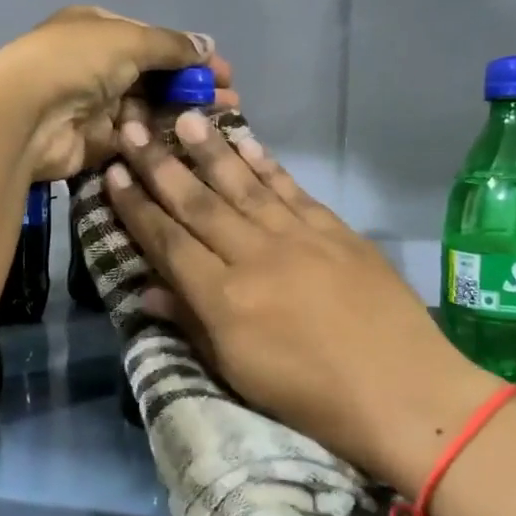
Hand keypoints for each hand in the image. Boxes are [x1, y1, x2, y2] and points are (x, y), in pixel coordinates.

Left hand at [0, 6, 236, 182]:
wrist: (23, 116)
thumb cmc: (75, 62)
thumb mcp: (129, 39)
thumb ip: (171, 45)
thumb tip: (208, 44)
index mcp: (99, 30)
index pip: (153, 41)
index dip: (190, 56)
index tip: (224, 73)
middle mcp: (96, 65)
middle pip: (153, 77)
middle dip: (191, 88)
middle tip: (229, 103)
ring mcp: (95, 106)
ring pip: (147, 111)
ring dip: (180, 116)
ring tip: (219, 127)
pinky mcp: (95, 143)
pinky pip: (135, 140)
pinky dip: (159, 141)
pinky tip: (190, 147)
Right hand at [103, 112, 501, 490]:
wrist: (402, 392)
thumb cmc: (310, 398)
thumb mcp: (238, 372)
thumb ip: (191, 324)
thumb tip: (146, 290)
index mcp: (224, 298)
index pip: (168, 242)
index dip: (136, 207)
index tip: (113, 174)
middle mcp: (255, 256)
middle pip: (198, 203)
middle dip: (159, 165)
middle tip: (131, 128)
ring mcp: (298, 237)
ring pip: (242, 185)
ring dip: (209, 150)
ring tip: (183, 117)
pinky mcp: (335, 230)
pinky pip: (290, 189)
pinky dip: (265, 164)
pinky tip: (245, 142)